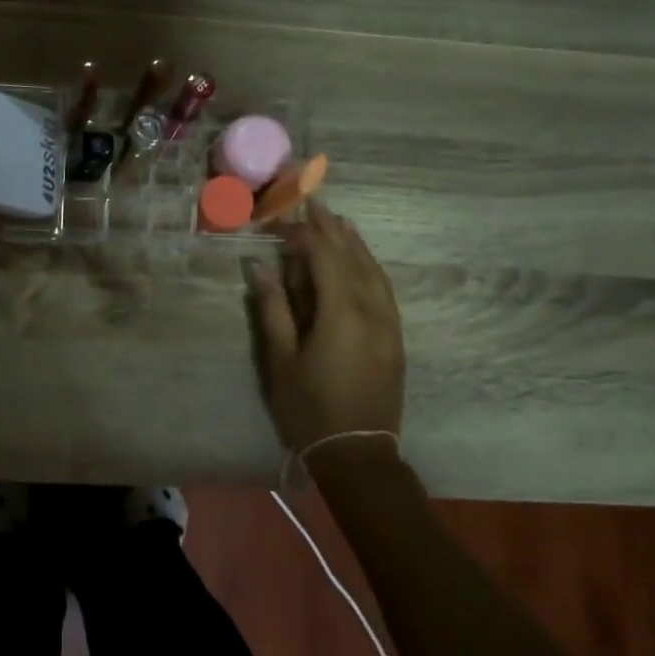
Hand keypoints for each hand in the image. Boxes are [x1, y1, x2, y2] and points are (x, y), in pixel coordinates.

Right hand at [244, 201, 405, 455]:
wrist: (359, 453)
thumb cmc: (310, 408)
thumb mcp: (281, 359)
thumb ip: (272, 308)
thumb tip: (259, 265)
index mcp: (342, 313)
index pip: (324, 257)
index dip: (302, 234)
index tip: (281, 220)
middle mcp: (372, 310)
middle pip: (353, 257)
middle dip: (331, 229)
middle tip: (313, 202)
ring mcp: (389, 323)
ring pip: (374, 270)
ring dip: (354, 243)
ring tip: (339, 221)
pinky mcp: (395, 337)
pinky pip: (383, 288)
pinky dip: (369, 266)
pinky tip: (361, 260)